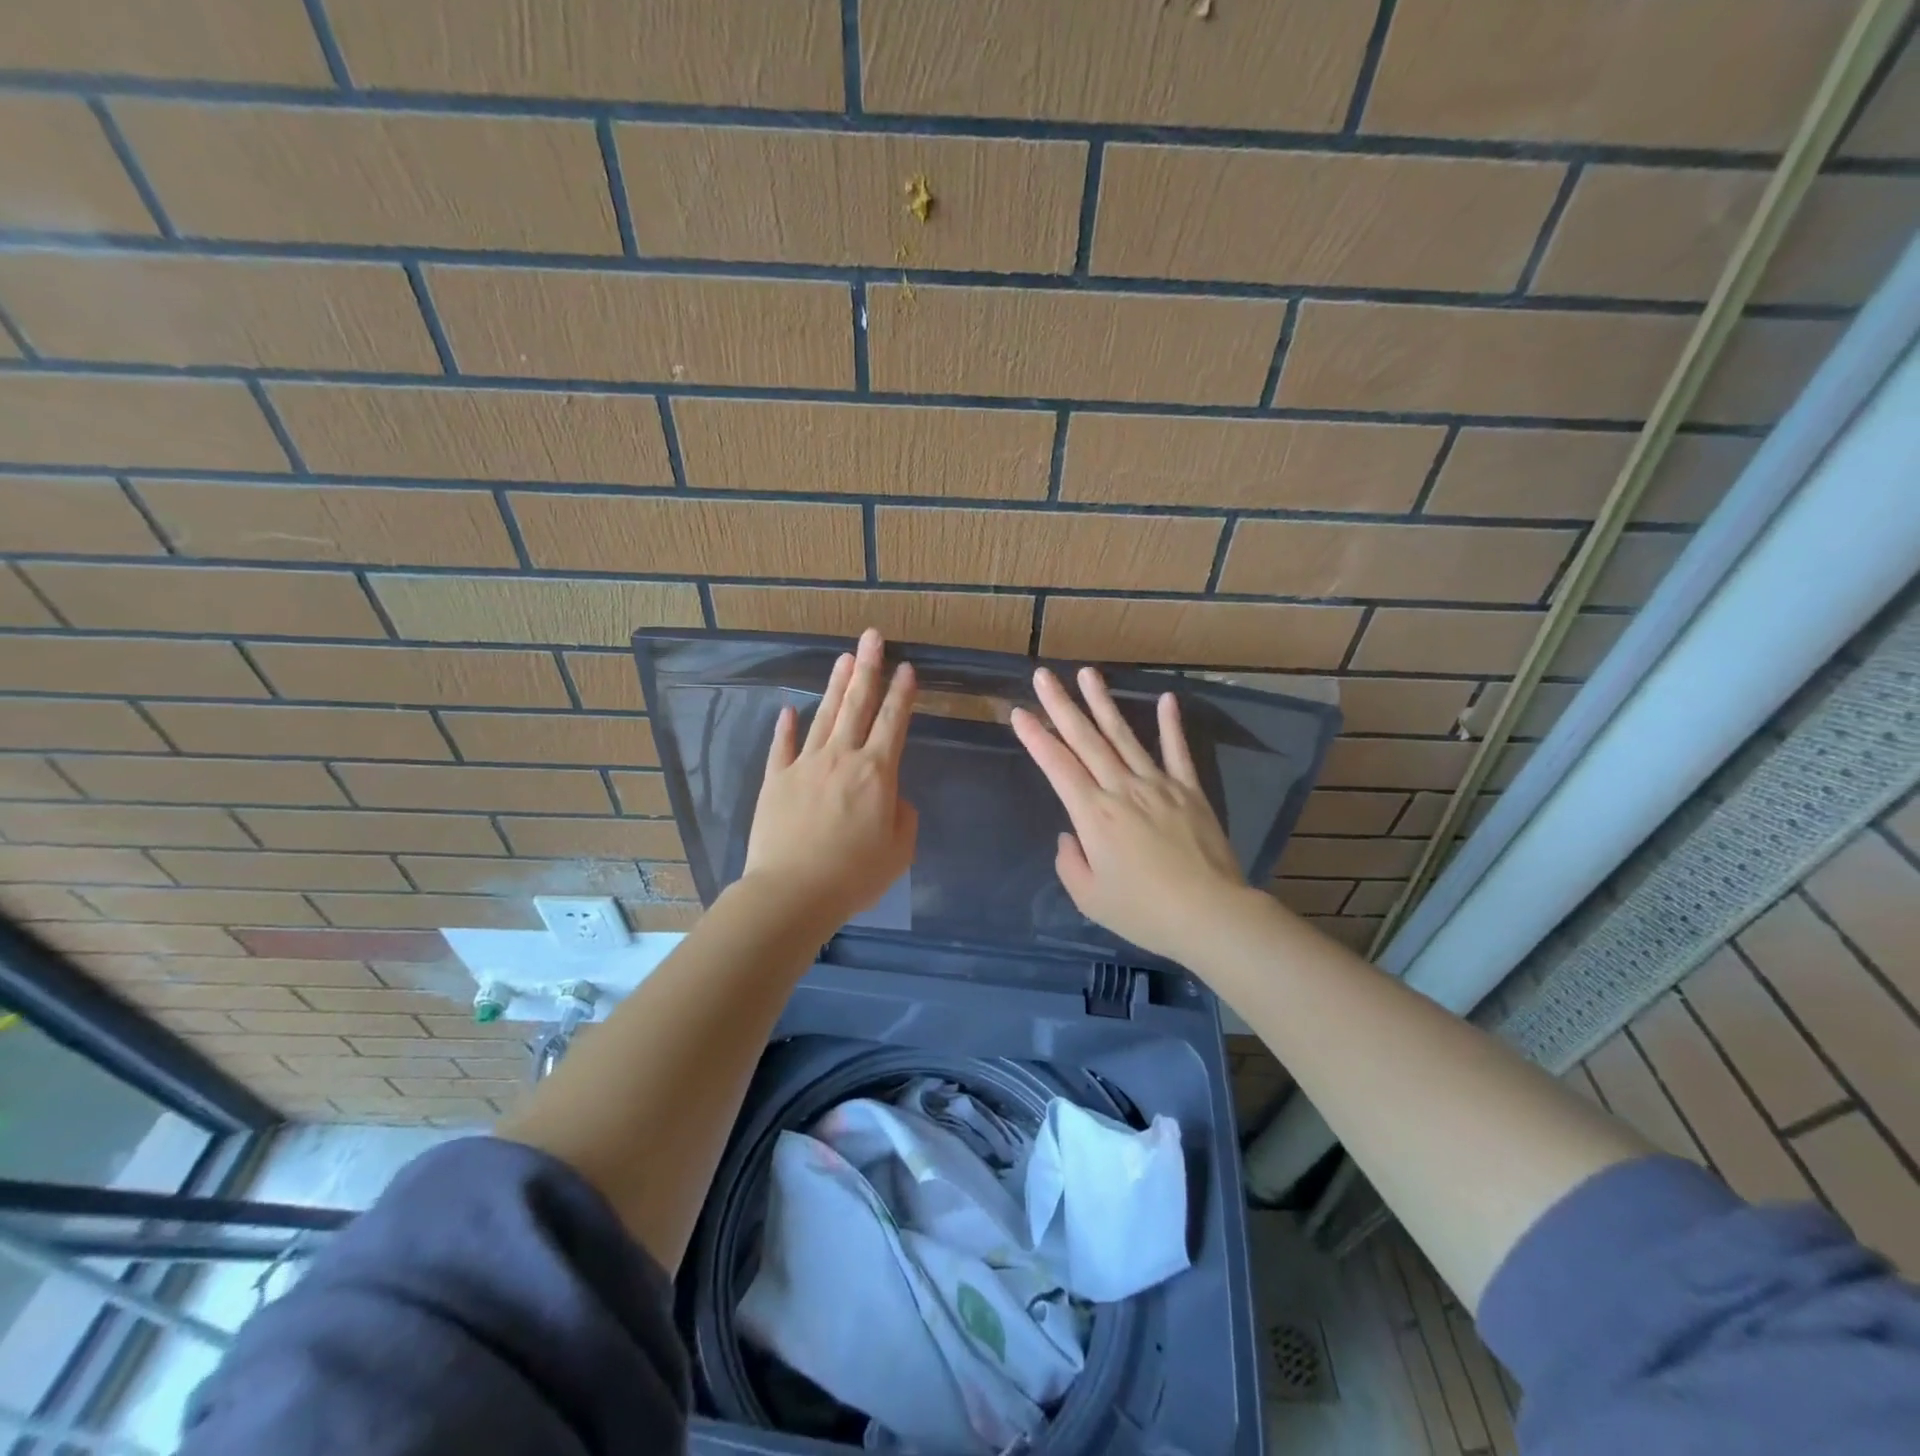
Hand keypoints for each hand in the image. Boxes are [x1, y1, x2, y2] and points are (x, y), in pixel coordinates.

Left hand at [740, 628, 918, 928]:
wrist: (793, 892)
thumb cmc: (854, 875)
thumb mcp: (899, 851)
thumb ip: (902, 816)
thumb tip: (891, 796)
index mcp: (877, 772)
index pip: (892, 722)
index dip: (901, 694)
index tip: (907, 668)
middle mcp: (841, 758)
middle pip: (857, 705)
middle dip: (868, 668)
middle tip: (873, 637)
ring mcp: (804, 765)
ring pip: (824, 716)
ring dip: (836, 685)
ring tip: (844, 658)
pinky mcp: (775, 780)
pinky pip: (782, 746)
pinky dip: (786, 727)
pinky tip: (789, 710)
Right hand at [1011, 666, 1252, 963]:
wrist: (1209, 915)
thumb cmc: (1143, 912)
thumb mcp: (1089, 898)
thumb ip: (1070, 862)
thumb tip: (1070, 835)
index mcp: (1094, 814)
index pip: (1058, 766)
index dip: (1036, 738)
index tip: (1019, 713)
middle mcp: (1122, 789)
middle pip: (1086, 740)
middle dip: (1061, 706)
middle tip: (1044, 676)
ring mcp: (1159, 785)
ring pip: (1125, 736)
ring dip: (1104, 703)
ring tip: (1088, 673)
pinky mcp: (1190, 791)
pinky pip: (1178, 752)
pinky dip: (1171, 725)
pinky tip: (1166, 699)